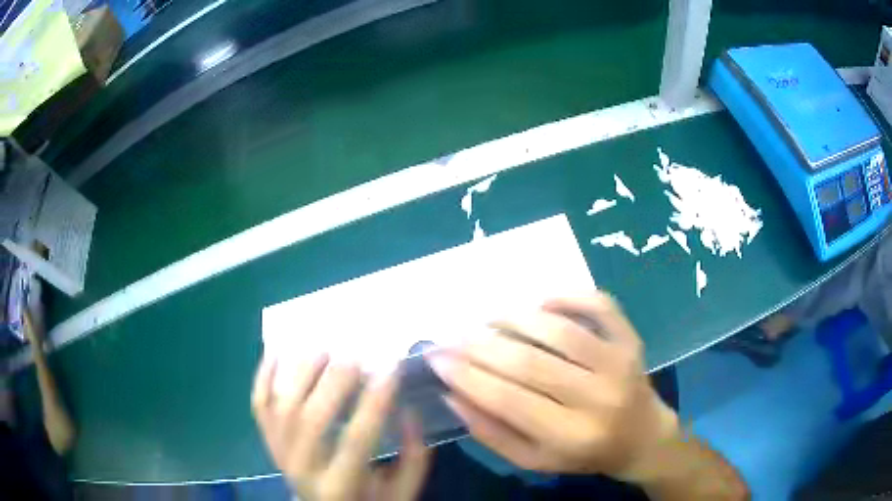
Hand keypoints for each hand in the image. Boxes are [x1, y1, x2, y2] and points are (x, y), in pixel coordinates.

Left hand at [251, 354, 430, 500]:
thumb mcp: (400, 492)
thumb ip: (412, 458)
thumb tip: (408, 412)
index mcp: (340, 485)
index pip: (356, 439)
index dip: (375, 402)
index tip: (392, 368)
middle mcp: (302, 467)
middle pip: (311, 419)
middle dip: (334, 383)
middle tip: (356, 357)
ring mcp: (279, 450)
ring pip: (282, 406)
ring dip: (301, 374)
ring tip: (324, 351)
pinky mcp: (267, 438)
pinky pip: (259, 403)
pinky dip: (263, 375)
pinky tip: (278, 351)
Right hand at [426, 292, 679, 479]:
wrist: (641, 437)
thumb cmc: (584, 454)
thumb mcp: (534, 460)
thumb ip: (492, 432)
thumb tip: (452, 394)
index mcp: (572, 436)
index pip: (509, 401)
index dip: (467, 377)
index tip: (436, 358)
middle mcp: (599, 397)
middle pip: (529, 363)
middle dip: (480, 346)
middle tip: (450, 337)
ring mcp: (619, 362)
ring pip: (559, 331)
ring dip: (514, 320)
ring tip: (486, 322)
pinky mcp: (631, 339)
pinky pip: (599, 305)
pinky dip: (568, 296)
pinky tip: (540, 302)